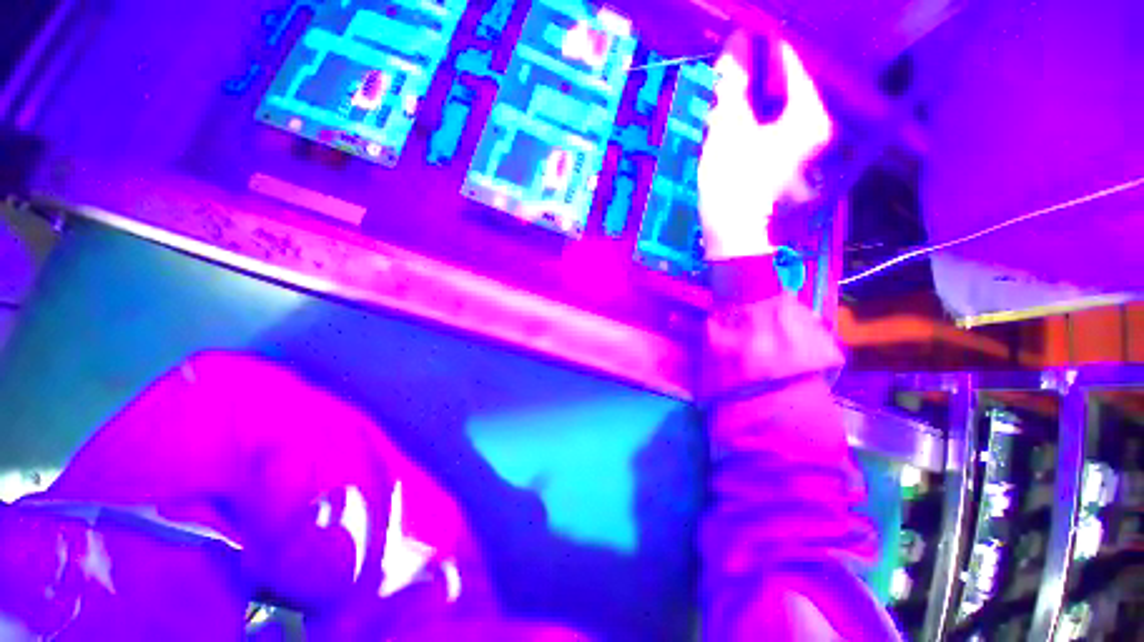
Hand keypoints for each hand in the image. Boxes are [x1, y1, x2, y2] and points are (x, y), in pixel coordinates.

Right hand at [698, 29, 833, 260]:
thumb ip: (733, 83)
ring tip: (730, 82)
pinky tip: (737, 111)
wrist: (731, 228)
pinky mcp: (787, 157)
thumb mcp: (729, 127)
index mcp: (808, 114)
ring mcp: (802, 144)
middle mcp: (814, 125)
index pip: (791, 65)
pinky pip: (773, 122)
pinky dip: (755, 114)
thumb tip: (735, 43)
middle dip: (759, 71)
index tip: (745, 32)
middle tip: (734, 58)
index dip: (766, 46)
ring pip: (778, 104)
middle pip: (786, 85)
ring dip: (754, 93)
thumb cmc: (731, 179)